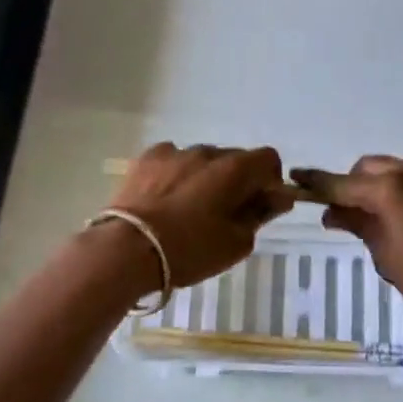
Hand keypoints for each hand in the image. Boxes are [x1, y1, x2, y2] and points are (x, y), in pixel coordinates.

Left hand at [107, 143, 293, 288]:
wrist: (126, 250)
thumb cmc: (189, 250)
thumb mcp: (236, 243)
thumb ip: (260, 214)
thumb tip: (276, 198)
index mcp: (235, 169)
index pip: (268, 159)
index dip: (270, 181)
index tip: (260, 205)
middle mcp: (207, 151)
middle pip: (235, 159)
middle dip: (237, 181)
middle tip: (225, 214)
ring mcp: (175, 152)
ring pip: (202, 160)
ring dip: (205, 177)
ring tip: (189, 209)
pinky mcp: (147, 158)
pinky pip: (173, 160)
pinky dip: (177, 173)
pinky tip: (166, 199)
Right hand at [292, 156, 402, 325]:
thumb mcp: (387, 256)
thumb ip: (358, 225)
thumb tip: (333, 211)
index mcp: (388, 189)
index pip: (341, 183)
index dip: (315, 183)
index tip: (294, 179)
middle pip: (366, 169)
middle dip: (349, 185)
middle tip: (339, 214)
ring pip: (390, 171)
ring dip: (374, 187)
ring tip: (369, 218)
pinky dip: (396, 191)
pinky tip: (398, 218)